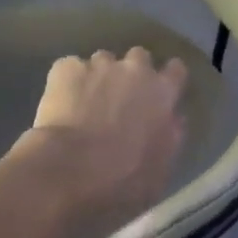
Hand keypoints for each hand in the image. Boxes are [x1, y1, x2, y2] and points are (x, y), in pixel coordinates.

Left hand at [15, 48, 188, 225]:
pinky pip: (69, 68)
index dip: (167, 80)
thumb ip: (170, 138)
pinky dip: (67, 82)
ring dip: (98, 77)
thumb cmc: (122, 180)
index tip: (159, 93)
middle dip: (131, 73)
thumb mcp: (160, 169)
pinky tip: (60, 104)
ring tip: (84, 103)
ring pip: (102, 61)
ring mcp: (98, 65)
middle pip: (139, 57)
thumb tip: (172, 120)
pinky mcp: (65, 68)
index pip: (176, 70)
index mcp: (163, 93)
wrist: (70, 170)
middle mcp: (134, 70)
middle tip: (120, 99)